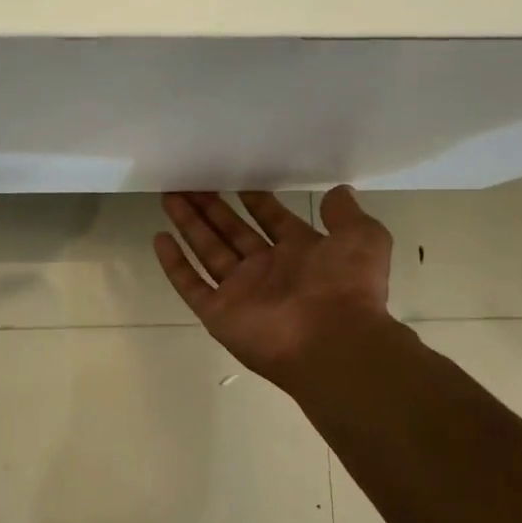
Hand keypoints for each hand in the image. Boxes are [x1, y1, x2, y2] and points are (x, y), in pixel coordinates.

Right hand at [154, 188, 397, 394]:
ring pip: (207, 250)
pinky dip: (174, 264)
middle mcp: (267, 270)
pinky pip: (191, 284)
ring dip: (189, 224)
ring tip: (169, 196)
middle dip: (211, 207)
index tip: (237, 181)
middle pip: (232, 231)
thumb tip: (338, 191)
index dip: (255, 201)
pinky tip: (160, 238)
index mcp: (300, 253)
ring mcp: (240, 291)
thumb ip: (346, 214)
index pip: (271, 220)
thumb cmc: (347, 287)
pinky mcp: (218, 313)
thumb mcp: (362, 237)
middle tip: (189, 183)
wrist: (333, 341)